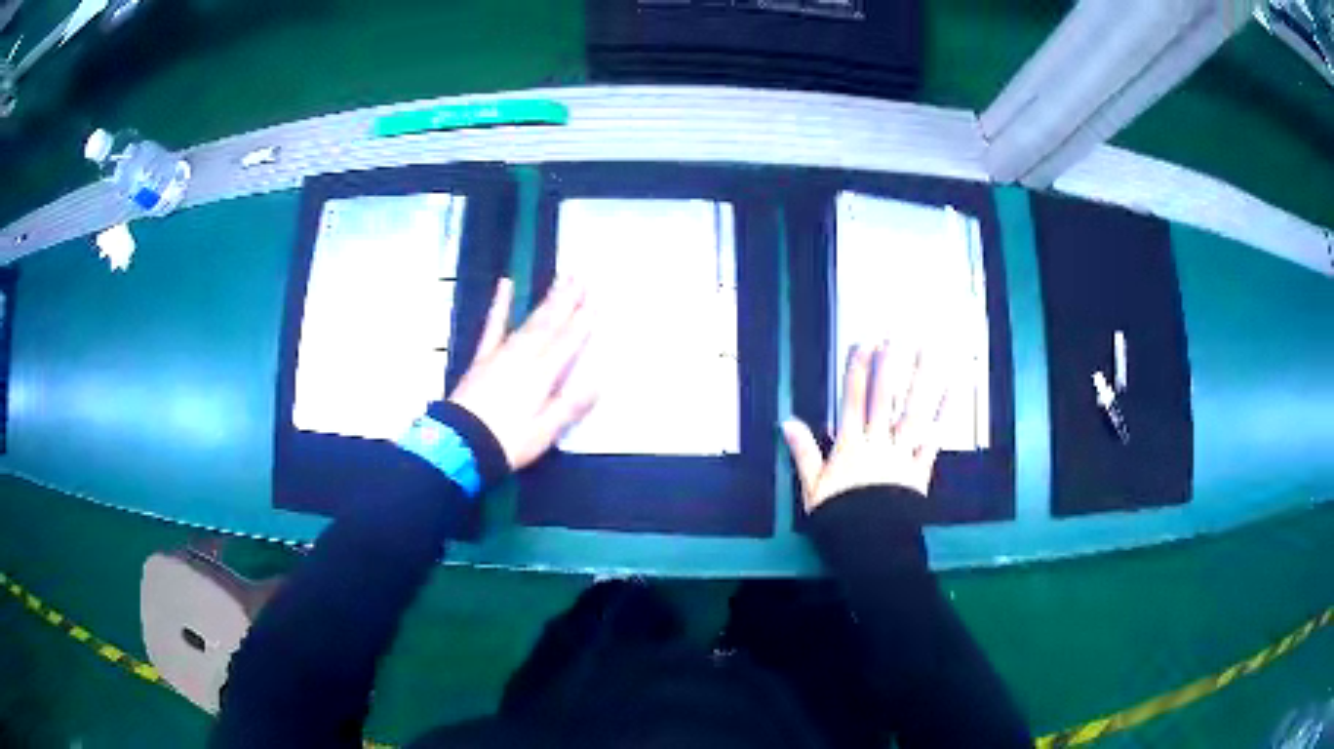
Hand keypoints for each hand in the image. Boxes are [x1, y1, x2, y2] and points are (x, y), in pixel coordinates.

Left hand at [449, 278, 598, 469]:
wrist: (460, 443)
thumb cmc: (507, 442)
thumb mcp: (544, 432)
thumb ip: (569, 406)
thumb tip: (597, 383)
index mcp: (542, 374)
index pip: (567, 341)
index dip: (582, 321)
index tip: (596, 300)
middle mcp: (524, 356)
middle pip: (550, 324)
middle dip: (567, 300)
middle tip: (580, 276)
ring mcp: (501, 353)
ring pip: (529, 321)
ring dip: (546, 300)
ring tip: (560, 280)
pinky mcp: (483, 357)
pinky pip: (493, 325)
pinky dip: (500, 304)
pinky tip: (505, 284)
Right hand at [782, 342, 948, 513]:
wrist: (869, 546)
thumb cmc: (839, 519)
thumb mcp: (813, 489)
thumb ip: (803, 453)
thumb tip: (787, 422)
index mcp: (850, 447)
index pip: (853, 400)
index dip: (858, 370)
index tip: (864, 343)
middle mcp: (878, 444)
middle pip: (885, 399)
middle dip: (889, 365)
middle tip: (896, 335)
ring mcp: (902, 454)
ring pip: (912, 412)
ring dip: (920, 379)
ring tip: (927, 351)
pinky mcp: (920, 469)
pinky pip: (934, 439)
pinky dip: (944, 414)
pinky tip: (953, 390)